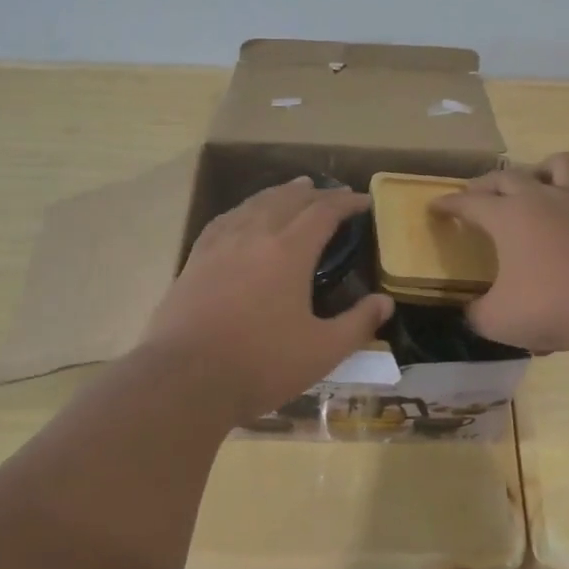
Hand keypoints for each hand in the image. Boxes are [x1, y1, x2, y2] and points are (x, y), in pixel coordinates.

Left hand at [139, 177, 394, 417]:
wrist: (183, 379)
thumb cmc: (260, 364)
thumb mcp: (321, 351)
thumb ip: (357, 324)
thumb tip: (385, 302)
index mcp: (289, 251)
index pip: (324, 212)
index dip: (347, 203)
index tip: (364, 201)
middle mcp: (255, 236)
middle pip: (289, 200)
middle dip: (316, 193)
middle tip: (335, 193)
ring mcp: (221, 245)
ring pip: (255, 204)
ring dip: (280, 193)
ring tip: (295, 188)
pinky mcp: (195, 259)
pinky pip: (226, 219)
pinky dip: (245, 208)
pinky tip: (244, 214)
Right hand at [433, 153, 568, 351]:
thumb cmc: (554, 307)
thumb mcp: (499, 321)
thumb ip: (478, 314)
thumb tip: (471, 312)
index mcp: (508, 218)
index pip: (468, 203)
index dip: (449, 205)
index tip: (435, 207)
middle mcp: (543, 199)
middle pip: (508, 176)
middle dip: (486, 184)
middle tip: (476, 195)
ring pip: (562, 164)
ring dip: (545, 169)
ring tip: (539, 184)